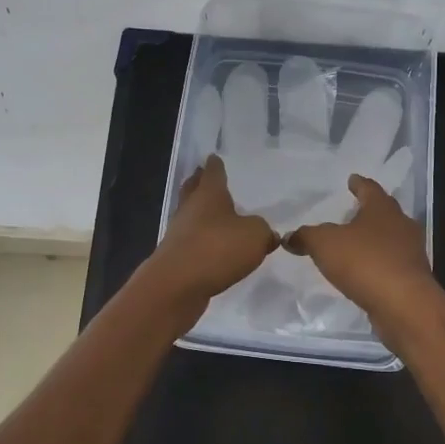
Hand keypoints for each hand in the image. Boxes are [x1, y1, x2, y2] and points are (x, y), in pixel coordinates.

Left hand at [146, 155, 279, 308]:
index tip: (214, 157)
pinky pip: (192, 241)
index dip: (216, 165)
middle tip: (204, 176)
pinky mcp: (177, 258)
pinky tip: (213, 246)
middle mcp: (191, 209)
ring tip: (214, 213)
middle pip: (193, 189)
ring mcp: (179, 233)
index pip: (213, 173)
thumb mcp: (255, 236)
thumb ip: (264, 231)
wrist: (176, 286)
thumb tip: (268, 234)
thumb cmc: (217, 249)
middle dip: (199, 182)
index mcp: (209, 195)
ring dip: (200, 213)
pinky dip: (201, 240)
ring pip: (191, 215)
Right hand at [286, 174, 440, 327]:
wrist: (404, 304)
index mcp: (382, 209)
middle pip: (384, 212)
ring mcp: (411, 252)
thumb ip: (306, 236)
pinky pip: (392, 263)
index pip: (369, 189)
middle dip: (369, 211)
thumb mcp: (324, 244)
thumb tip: (289, 236)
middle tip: (354, 211)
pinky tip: (365, 271)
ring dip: (375, 239)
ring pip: (391, 238)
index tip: (352, 179)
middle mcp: (401, 225)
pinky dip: (378, 263)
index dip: (359, 184)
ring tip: (356, 243)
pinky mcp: (413, 277)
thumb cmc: (364, 262)